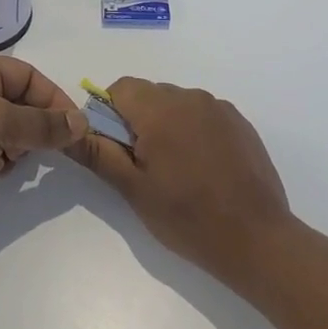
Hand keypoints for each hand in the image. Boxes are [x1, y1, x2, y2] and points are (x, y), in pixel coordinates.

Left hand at [0, 55, 87, 226]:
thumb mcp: (0, 124)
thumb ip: (43, 124)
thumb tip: (81, 122)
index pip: (30, 77)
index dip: (54, 100)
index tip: (74, 129)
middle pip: (22, 105)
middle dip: (32, 129)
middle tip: (35, 150)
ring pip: (9, 132)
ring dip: (14, 149)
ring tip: (3, 161)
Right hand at [70, 77, 292, 281]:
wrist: (258, 240)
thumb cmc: (188, 218)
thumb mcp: (134, 190)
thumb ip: (99, 154)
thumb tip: (69, 131)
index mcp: (160, 109)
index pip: (121, 88)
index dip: (110, 114)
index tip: (117, 149)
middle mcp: (190, 97)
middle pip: (149, 94)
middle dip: (139, 121)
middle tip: (145, 166)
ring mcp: (219, 108)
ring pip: (177, 104)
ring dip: (168, 125)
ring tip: (177, 171)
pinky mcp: (240, 123)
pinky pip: (204, 114)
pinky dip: (195, 132)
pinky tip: (204, 169)